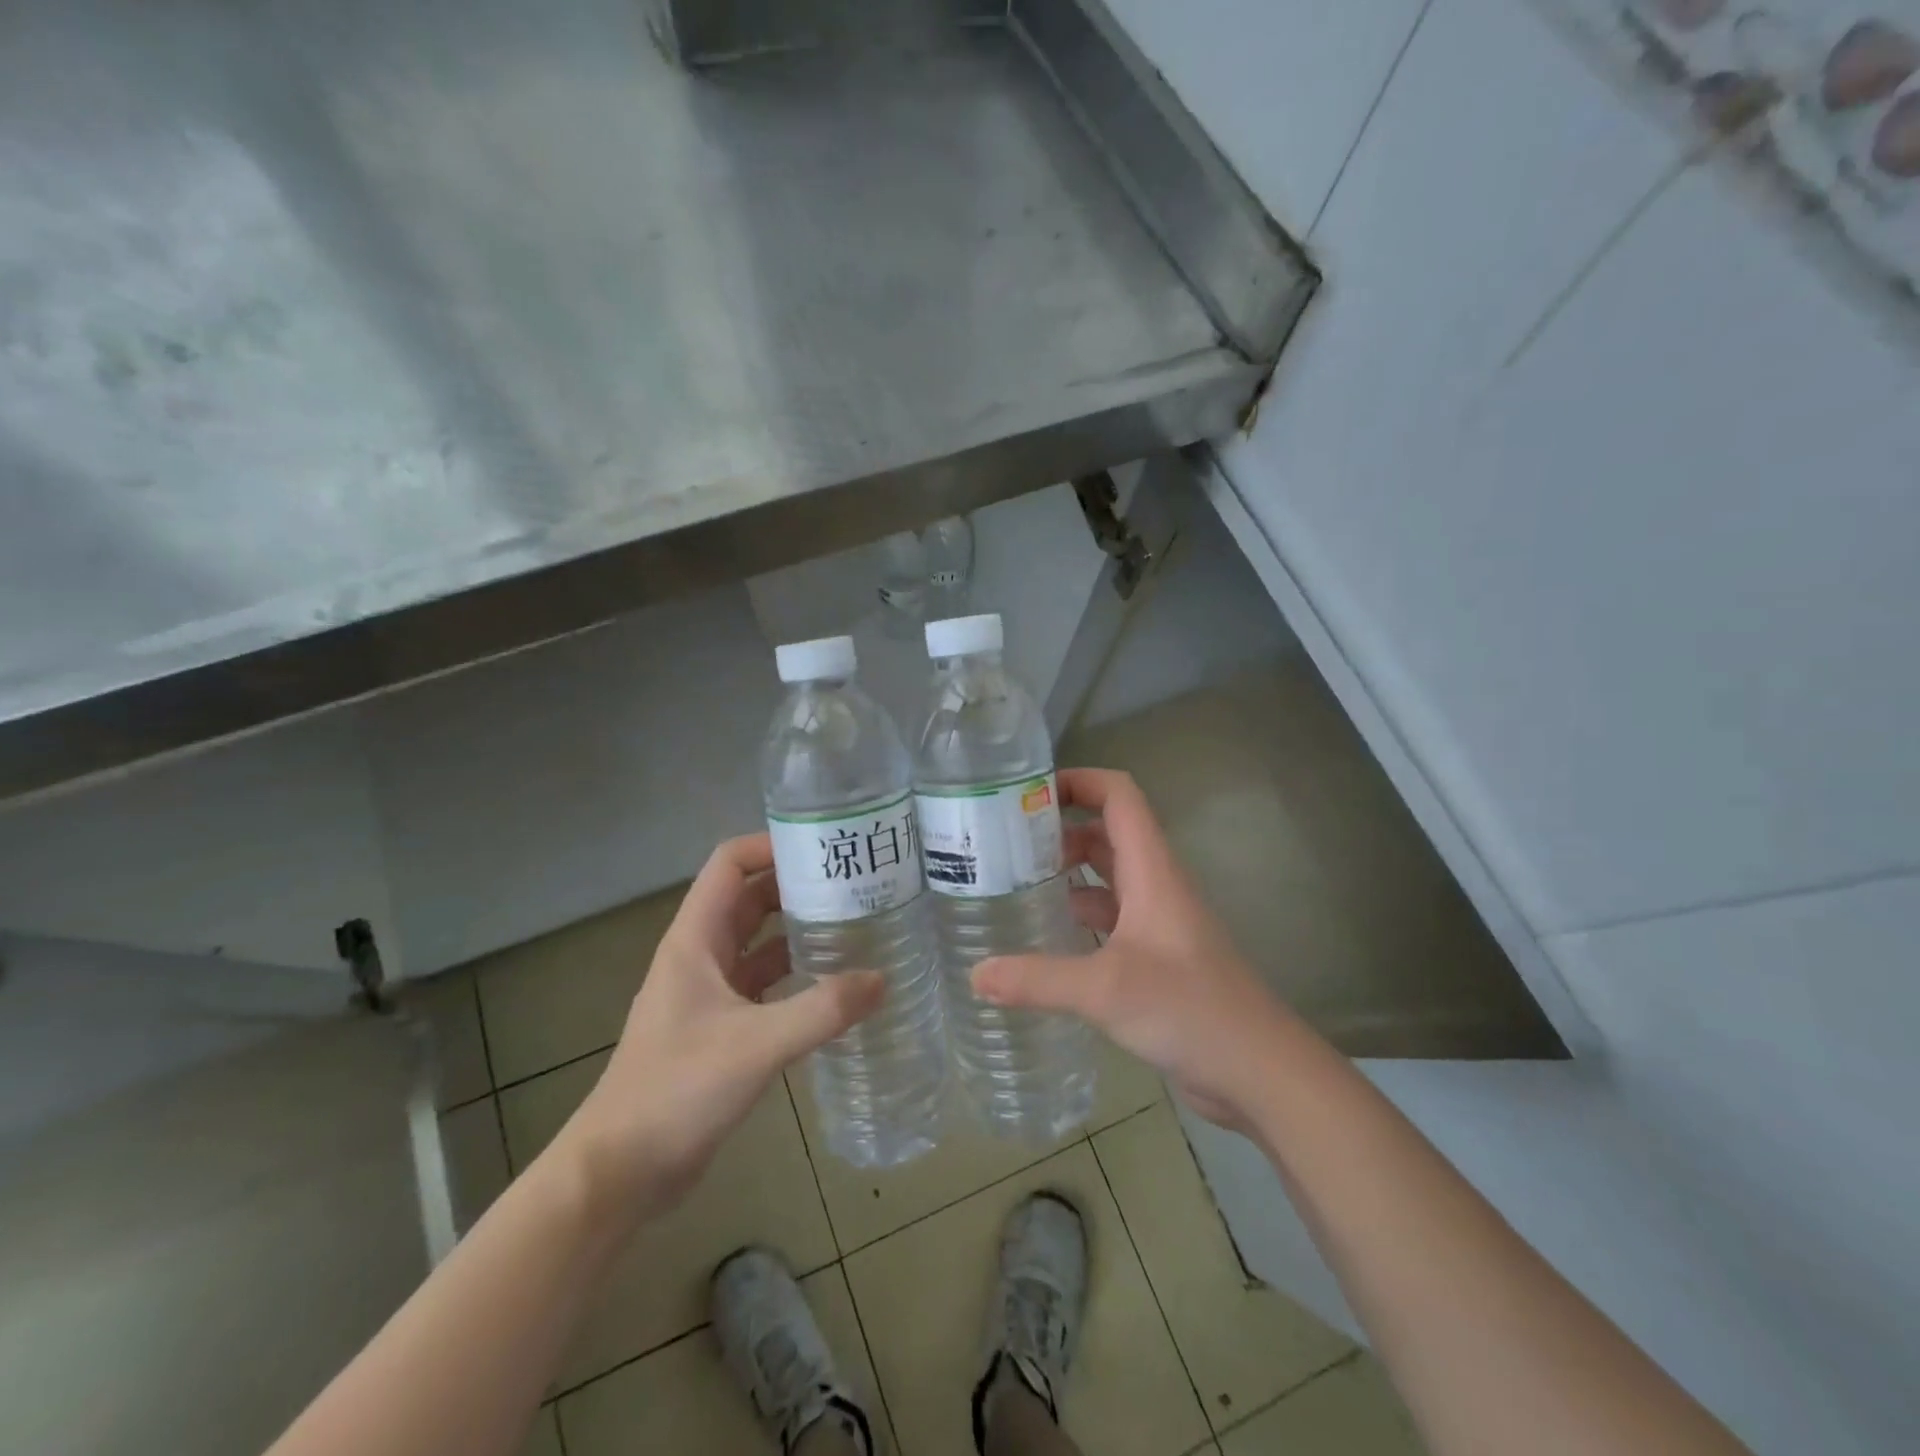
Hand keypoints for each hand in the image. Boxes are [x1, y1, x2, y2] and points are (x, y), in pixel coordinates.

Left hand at [548, 834, 884, 1226]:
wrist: (620, 1172)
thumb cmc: (676, 1091)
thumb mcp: (756, 1045)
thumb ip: (822, 1010)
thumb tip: (882, 980)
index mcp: (695, 940)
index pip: (730, 864)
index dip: (771, 845)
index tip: (824, 846)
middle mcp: (700, 956)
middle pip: (750, 898)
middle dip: (797, 884)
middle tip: (854, 882)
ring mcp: (709, 993)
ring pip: (759, 942)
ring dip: (799, 929)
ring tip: (855, 924)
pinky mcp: (720, 1028)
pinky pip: (764, 984)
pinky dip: (796, 975)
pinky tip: (835, 983)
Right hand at [972, 768, 1291, 1129]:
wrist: (1260, 1070)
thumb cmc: (1190, 1010)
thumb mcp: (1106, 990)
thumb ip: (1038, 979)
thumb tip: (974, 974)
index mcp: (1152, 870)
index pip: (1119, 796)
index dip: (1078, 781)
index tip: (1027, 793)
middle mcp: (1155, 885)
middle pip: (1106, 833)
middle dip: (1058, 828)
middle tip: (1004, 842)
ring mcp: (1157, 922)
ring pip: (1107, 877)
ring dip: (1066, 872)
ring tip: (1013, 882)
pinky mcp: (1155, 956)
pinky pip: (1110, 917)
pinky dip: (1079, 914)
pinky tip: (1045, 935)